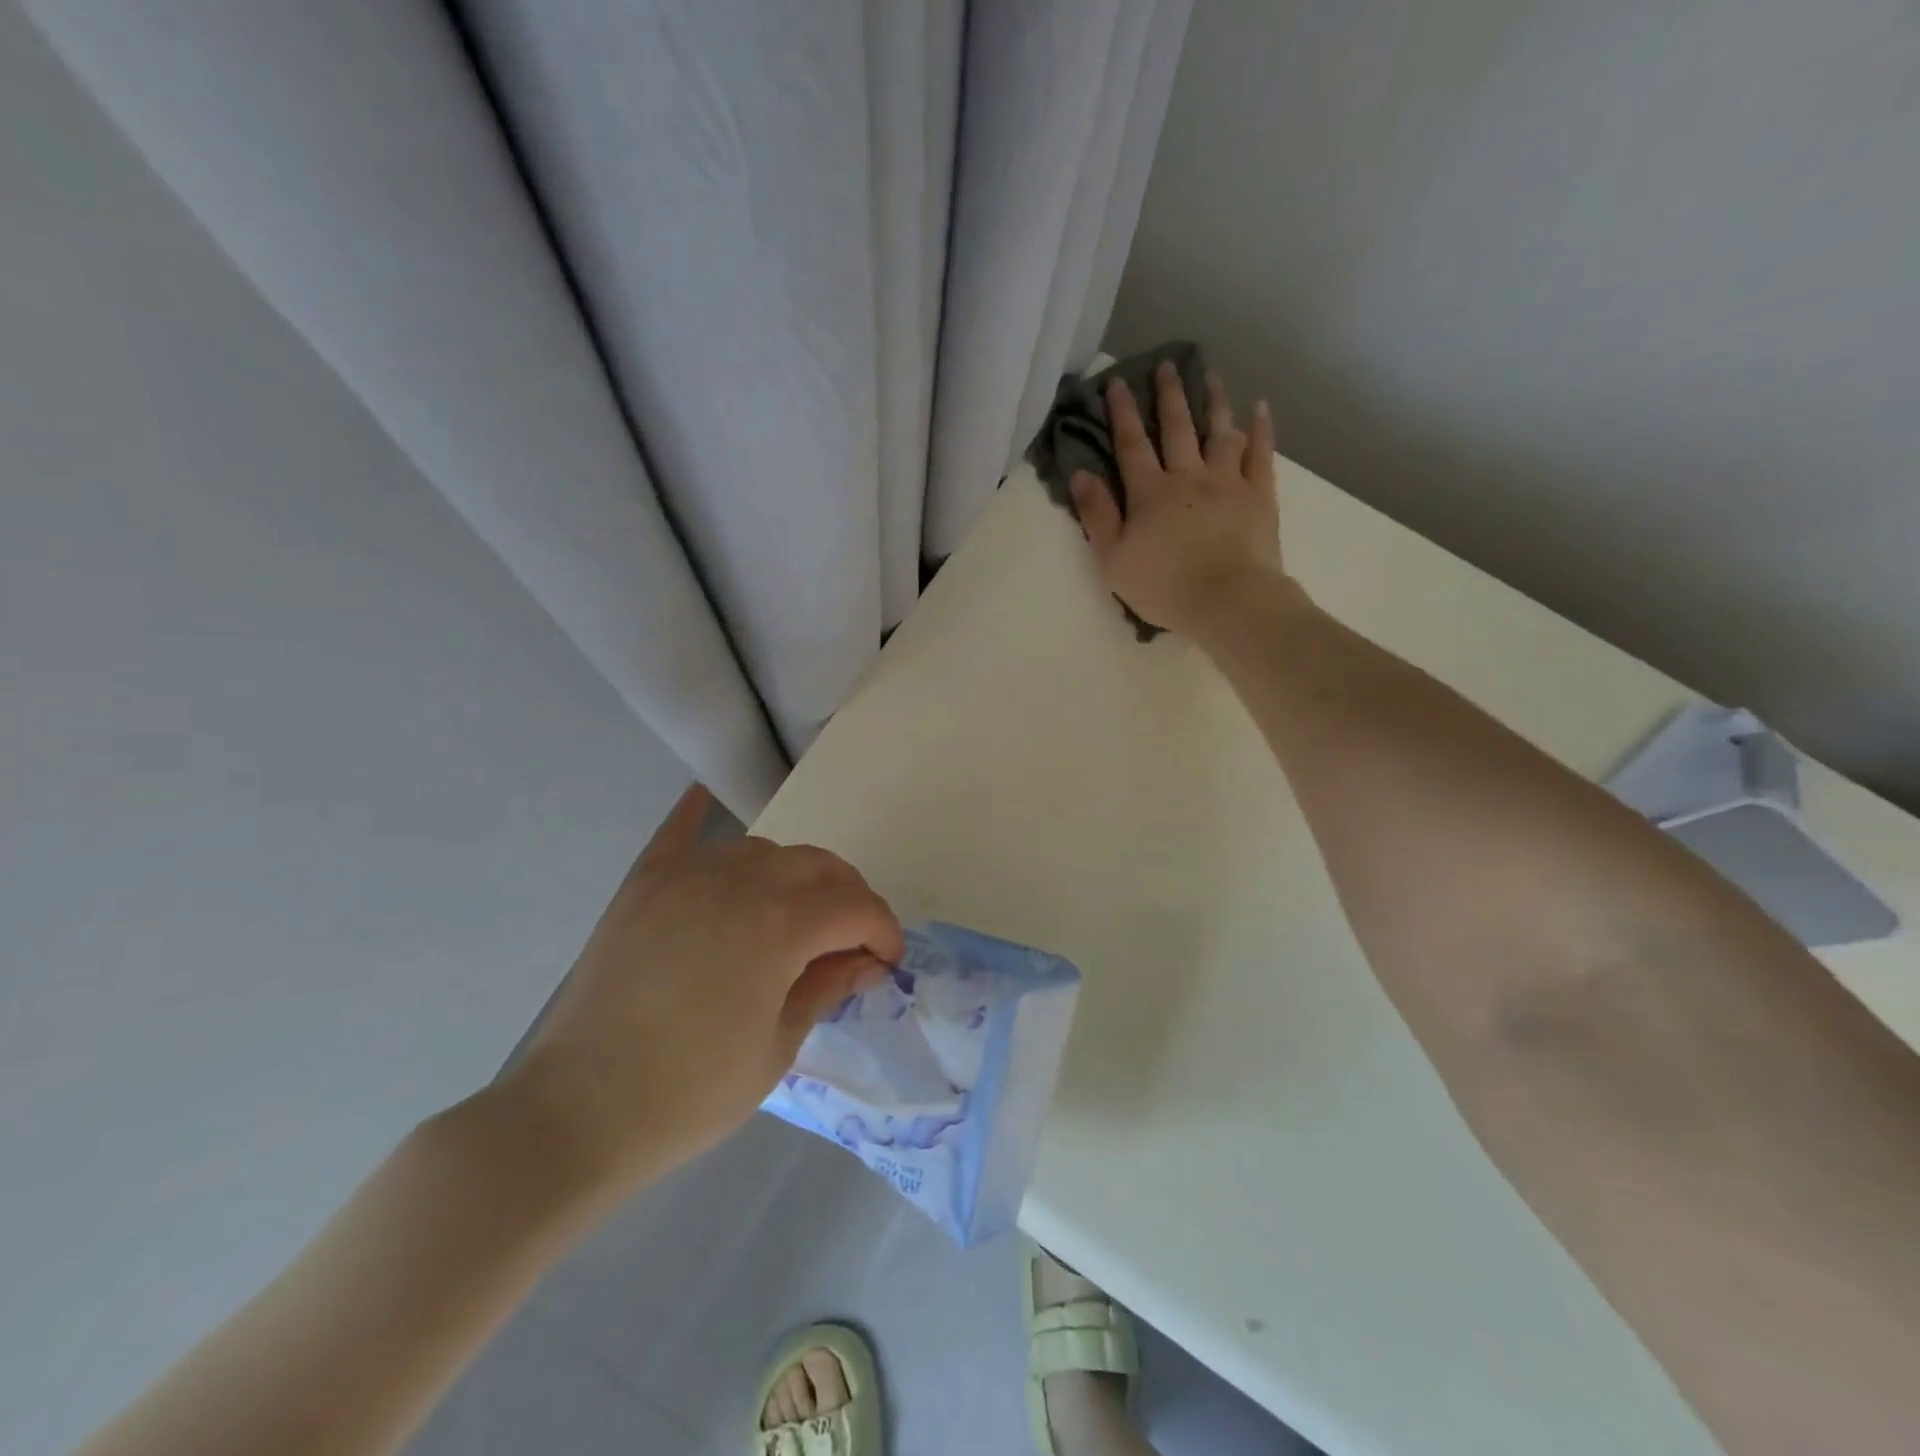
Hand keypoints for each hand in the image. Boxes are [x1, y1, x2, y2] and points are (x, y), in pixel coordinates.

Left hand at [497, 785, 903, 1200]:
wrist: (575, 1114)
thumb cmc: (690, 1093)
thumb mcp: (778, 1046)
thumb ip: (828, 987)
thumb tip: (868, 961)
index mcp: (780, 926)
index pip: (856, 907)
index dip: (884, 931)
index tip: (888, 962)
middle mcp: (739, 882)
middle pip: (817, 866)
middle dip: (848, 897)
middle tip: (851, 940)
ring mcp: (686, 875)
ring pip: (764, 850)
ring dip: (793, 875)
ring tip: (792, 913)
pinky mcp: (643, 884)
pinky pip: (680, 833)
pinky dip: (700, 815)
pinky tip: (707, 799)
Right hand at [1069, 363, 1287, 639]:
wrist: (1227, 600)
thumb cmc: (1164, 586)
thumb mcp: (1113, 559)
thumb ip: (1097, 515)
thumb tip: (1081, 474)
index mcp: (1150, 493)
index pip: (1132, 444)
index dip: (1122, 412)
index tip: (1117, 381)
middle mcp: (1188, 476)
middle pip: (1177, 428)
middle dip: (1169, 395)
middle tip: (1167, 364)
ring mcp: (1228, 483)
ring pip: (1220, 432)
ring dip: (1215, 401)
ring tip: (1211, 375)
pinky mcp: (1259, 496)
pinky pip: (1261, 455)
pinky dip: (1261, 430)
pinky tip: (1260, 408)